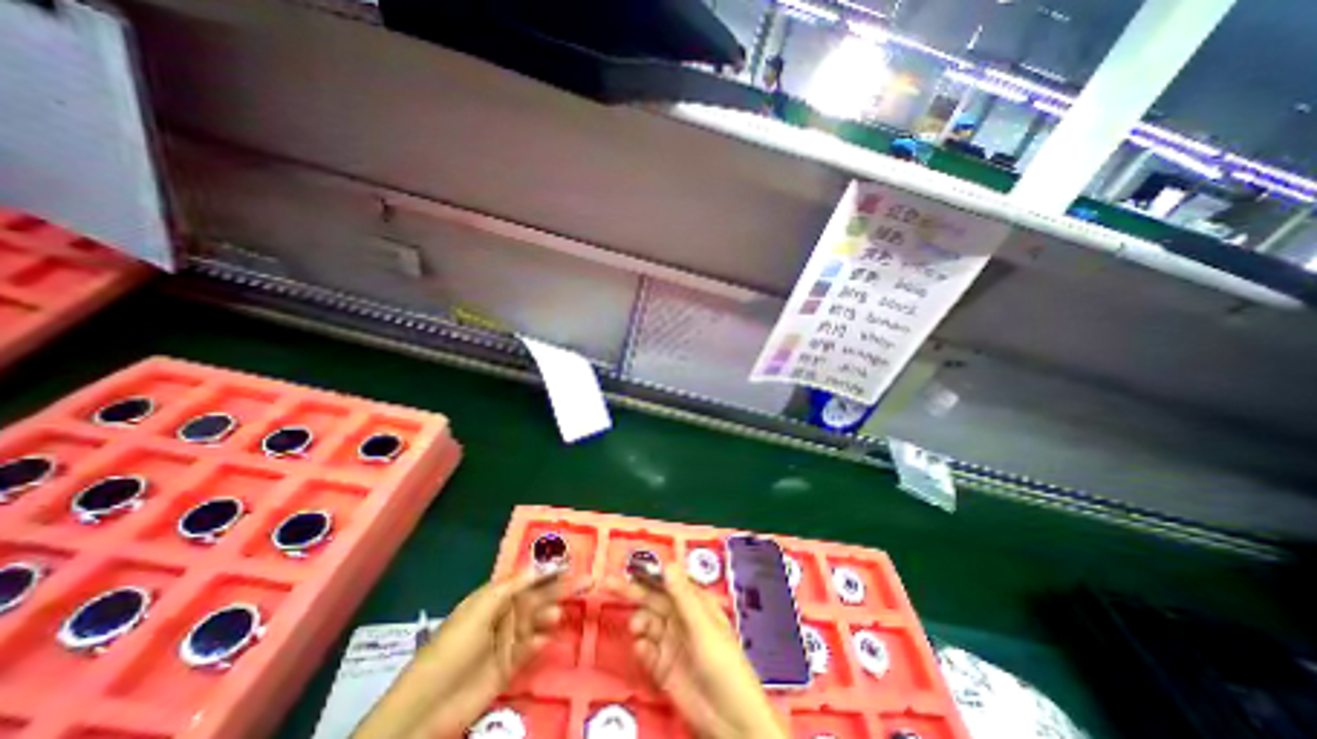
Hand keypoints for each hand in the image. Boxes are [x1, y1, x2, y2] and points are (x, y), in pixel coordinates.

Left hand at [355, 570, 592, 738]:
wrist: (426, 708)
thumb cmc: (453, 646)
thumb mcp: (481, 609)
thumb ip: (512, 586)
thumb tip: (541, 564)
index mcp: (495, 596)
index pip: (528, 577)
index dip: (549, 568)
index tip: (571, 560)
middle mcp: (505, 614)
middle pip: (539, 596)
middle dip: (560, 588)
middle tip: (586, 581)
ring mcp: (508, 641)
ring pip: (538, 621)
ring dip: (549, 616)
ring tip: (556, 615)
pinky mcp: (510, 666)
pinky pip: (530, 649)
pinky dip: (538, 643)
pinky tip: (542, 641)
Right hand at [613, 567, 786, 737]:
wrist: (730, 721)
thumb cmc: (723, 664)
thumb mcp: (703, 628)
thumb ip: (683, 597)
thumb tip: (667, 563)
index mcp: (695, 603)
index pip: (668, 581)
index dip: (650, 573)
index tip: (629, 566)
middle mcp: (681, 619)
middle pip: (653, 600)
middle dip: (633, 592)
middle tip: (609, 584)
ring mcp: (672, 643)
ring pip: (648, 623)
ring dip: (638, 622)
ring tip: (636, 629)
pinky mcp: (664, 668)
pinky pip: (647, 651)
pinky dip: (641, 648)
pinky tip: (641, 649)